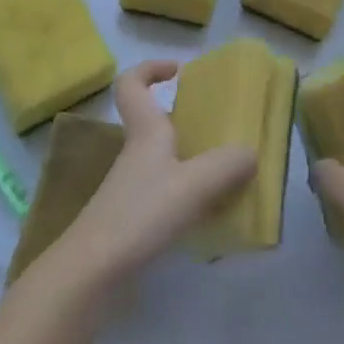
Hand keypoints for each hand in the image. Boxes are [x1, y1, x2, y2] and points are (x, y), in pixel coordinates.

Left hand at [47, 61, 256, 285]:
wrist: (92, 275)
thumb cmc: (140, 214)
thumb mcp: (192, 185)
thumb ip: (226, 166)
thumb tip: (251, 152)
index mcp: (145, 131)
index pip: (132, 83)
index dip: (151, 68)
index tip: (180, 71)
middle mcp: (137, 153)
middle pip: (156, 122)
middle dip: (188, 121)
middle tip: (223, 130)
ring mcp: (132, 188)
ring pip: (165, 160)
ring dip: (193, 162)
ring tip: (229, 174)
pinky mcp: (134, 220)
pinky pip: (166, 193)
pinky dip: (189, 196)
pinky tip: (212, 215)